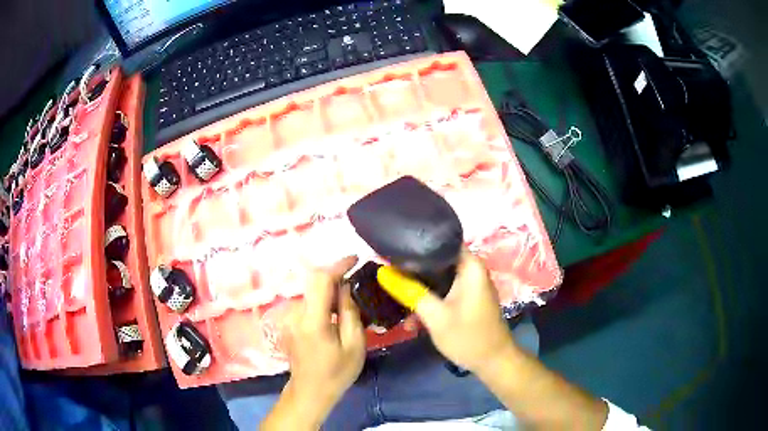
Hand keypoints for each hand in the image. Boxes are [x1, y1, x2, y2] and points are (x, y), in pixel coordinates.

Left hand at [278, 256, 365, 426]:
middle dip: (335, 277)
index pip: (321, 280)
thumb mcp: (354, 345)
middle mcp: (296, 314)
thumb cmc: (336, 372)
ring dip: (329, 290)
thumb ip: (349, 313)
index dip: (338, 266)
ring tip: (348, 299)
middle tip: (356, 281)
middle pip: (314, 283)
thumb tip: (346, 287)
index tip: (355, 259)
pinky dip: (321, 301)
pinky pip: (307, 303)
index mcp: (312, 320)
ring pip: (311, 293)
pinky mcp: (289, 322)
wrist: (310, 391)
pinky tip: (334, 313)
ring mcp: (289, 318)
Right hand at [377, 249, 516, 373]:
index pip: (441, 240)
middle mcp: (472, 270)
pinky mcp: (468, 298)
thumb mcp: (435, 316)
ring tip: (397, 299)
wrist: (493, 362)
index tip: (392, 251)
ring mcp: (471, 285)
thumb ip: (410, 292)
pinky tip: (413, 315)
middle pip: (438, 260)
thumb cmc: (467, 337)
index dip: (416, 244)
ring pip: (439, 278)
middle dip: (413, 270)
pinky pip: (445, 291)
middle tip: (389, 276)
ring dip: (420, 289)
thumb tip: (382, 272)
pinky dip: (430, 299)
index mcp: (470, 266)